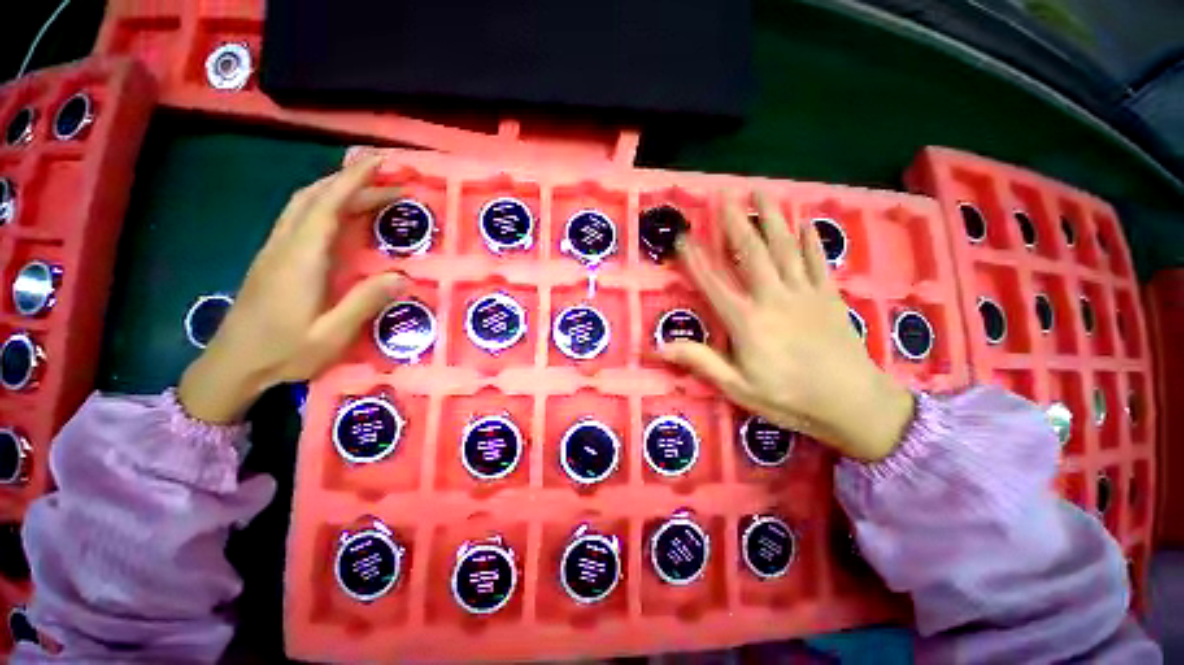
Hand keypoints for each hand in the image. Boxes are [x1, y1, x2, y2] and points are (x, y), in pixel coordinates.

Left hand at [178, 157, 406, 423]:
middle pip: (315, 197)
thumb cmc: (283, 353)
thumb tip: (403, 277)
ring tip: (372, 192)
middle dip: (351, 181)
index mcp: (301, 259)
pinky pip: (300, 218)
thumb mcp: (332, 334)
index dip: (354, 180)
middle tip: (388, 179)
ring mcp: (275, 249)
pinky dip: (325, 205)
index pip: (328, 205)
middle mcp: (285, 245)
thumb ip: (365, 302)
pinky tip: (342, 215)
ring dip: (337, 190)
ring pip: (304, 204)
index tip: (379, 162)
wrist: (232, 364)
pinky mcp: (274, 257)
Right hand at [659, 192, 913, 460]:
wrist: (852, 405)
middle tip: (723, 195)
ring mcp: (804, 294)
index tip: (683, 237)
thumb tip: (661, 346)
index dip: (695, 260)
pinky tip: (806, 222)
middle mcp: (773, 298)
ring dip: (772, 218)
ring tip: (762, 192)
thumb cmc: (789, 399)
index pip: (713, 283)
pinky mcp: (829, 297)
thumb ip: (701, 362)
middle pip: (752, 253)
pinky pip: (818, 262)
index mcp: (747, 321)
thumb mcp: (738, 387)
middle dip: (735, 222)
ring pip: (785, 248)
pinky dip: (812, 241)